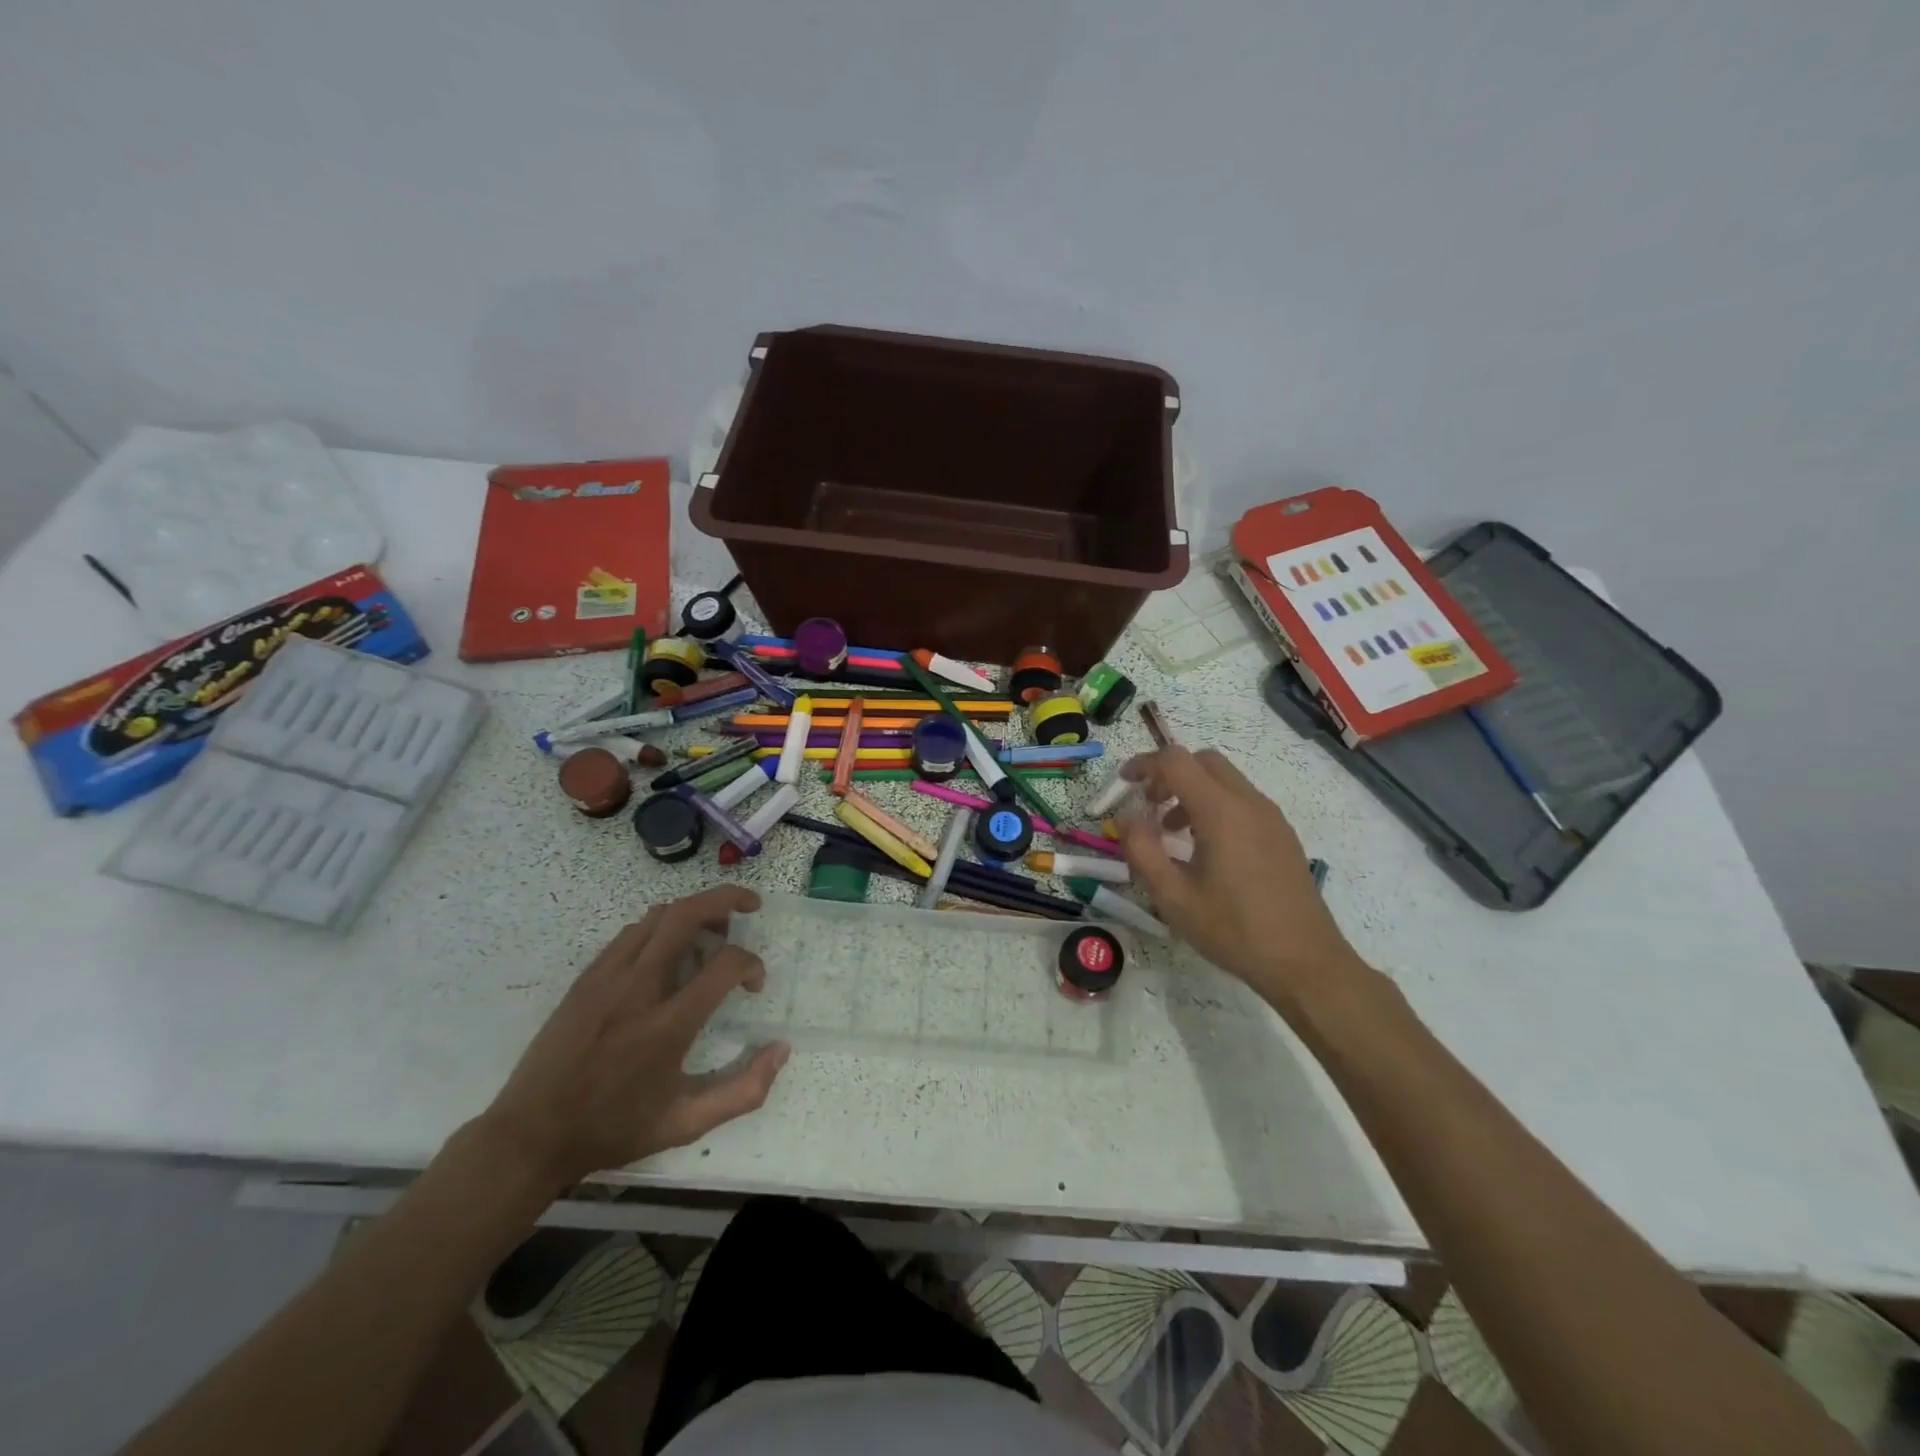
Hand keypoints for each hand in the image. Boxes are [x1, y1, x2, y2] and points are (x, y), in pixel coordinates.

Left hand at [476, 886, 788, 1191]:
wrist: (530, 1136)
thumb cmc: (613, 1129)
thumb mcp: (686, 1124)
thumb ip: (743, 1090)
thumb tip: (782, 1050)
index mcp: (667, 1026)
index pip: (724, 964)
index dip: (751, 964)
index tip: (754, 984)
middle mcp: (638, 989)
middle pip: (686, 914)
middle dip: (726, 899)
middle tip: (750, 906)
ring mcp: (607, 977)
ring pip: (658, 916)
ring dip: (694, 911)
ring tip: (713, 929)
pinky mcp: (587, 977)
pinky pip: (631, 932)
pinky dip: (661, 927)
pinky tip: (669, 950)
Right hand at [1118, 748, 1365, 1008]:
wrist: (1305, 962)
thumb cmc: (1233, 930)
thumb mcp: (1173, 897)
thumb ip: (1142, 850)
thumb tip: (1127, 818)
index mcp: (1221, 812)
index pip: (1176, 761)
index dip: (1144, 764)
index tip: (1124, 783)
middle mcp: (1249, 802)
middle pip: (1203, 761)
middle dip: (1169, 773)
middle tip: (1148, 805)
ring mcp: (1271, 817)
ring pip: (1225, 779)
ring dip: (1192, 790)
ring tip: (1172, 832)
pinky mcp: (1282, 834)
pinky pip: (1242, 800)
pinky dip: (1215, 805)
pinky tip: (1206, 849)